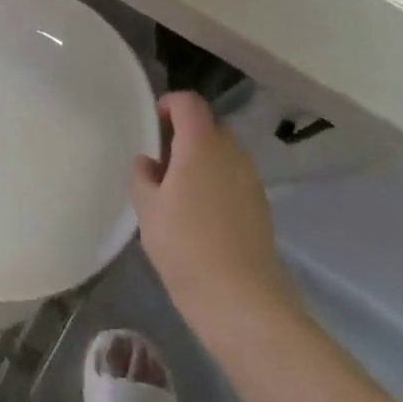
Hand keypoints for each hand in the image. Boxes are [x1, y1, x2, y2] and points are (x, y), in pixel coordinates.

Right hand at [133, 92, 298, 336]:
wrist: (240, 299)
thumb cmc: (184, 244)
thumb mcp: (147, 208)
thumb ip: (142, 176)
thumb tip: (149, 162)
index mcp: (202, 143)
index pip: (189, 102)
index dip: (168, 105)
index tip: (152, 127)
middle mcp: (232, 152)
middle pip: (209, 125)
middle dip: (184, 134)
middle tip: (160, 162)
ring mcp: (251, 179)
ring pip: (223, 153)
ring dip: (201, 160)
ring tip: (178, 192)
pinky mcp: (260, 206)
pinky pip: (233, 178)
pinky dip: (216, 182)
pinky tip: (200, 216)